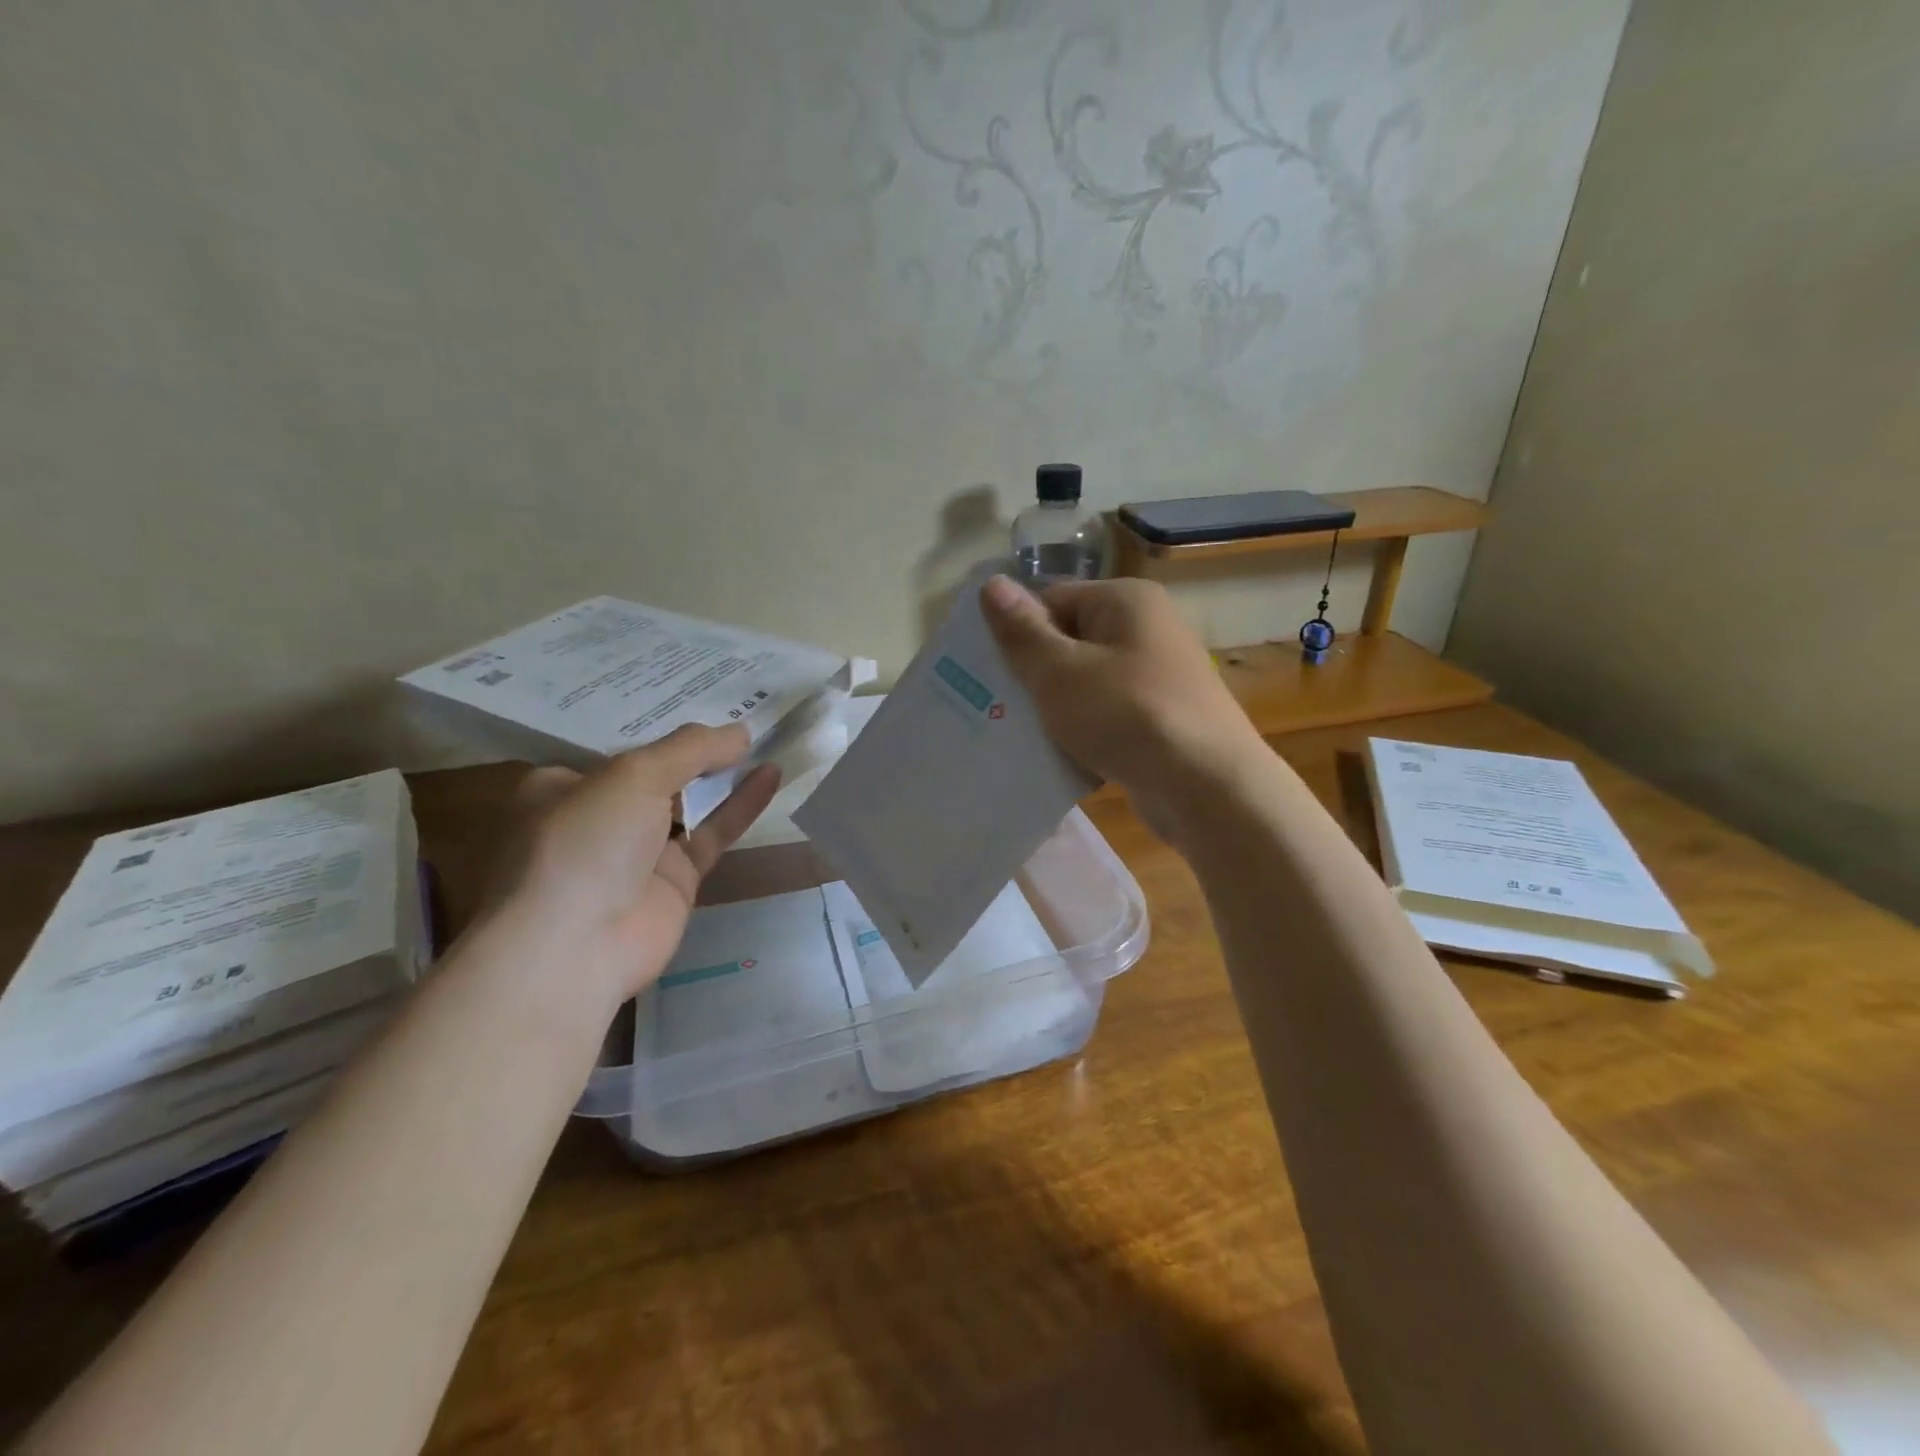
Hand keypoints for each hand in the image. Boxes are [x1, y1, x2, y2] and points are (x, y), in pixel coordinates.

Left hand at [484, 724, 781, 1008]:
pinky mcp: (676, 880)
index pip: (618, 750)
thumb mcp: (632, 775)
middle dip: (698, 749)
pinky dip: (741, 805)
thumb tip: (741, 731)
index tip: (702, 699)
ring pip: (691, 803)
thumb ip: (691, 749)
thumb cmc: (585, 843)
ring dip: (725, 774)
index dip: (660, 727)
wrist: (575, 949)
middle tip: (744, 712)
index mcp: (564, 787)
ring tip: (766, 739)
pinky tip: (771, 774)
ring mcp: (640, 851)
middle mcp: (601, 816)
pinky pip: (713, 833)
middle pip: (659, 774)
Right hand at [980, 574, 1267, 839]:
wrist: (1208, 789)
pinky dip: (1085, 734)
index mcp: (1125, 602)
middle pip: (1070, 642)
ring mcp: (1158, 677)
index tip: (990, 673)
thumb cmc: (1127, 716)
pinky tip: (1061, 760)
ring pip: (1086, 685)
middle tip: (997, 709)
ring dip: (1056, 710)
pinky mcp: (1162, 720)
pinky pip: (1108, 717)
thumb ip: (1022, 631)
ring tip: (1023, 738)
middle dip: (1034, 676)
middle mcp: (1147, 630)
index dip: (1018, 634)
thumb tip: (991, 583)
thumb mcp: (1060, 672)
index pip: (1052, 600)